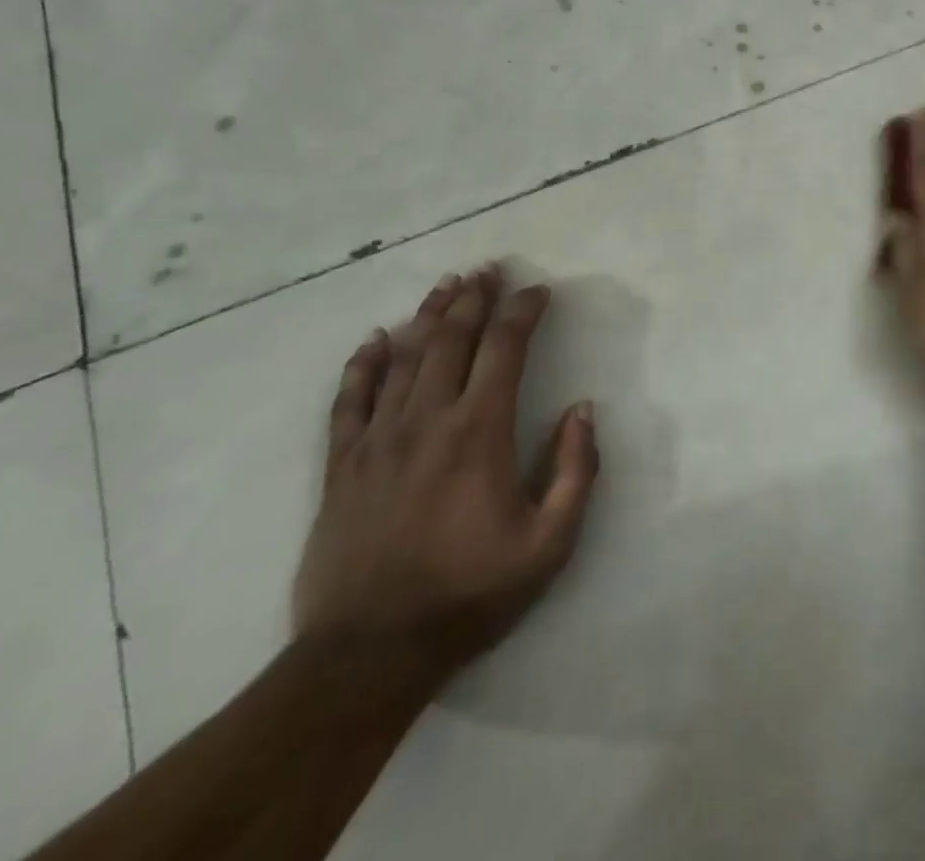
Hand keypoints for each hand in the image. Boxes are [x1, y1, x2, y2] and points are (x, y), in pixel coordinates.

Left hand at [292, 265, 598, 678]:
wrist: (368, 654)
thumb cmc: (470, 593)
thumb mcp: (551, 542)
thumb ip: (576, 469)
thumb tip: (583, 409)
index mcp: (479, 432)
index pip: (505, 348)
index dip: (523, 311)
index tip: (539, 291)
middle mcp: (427, 420)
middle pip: (451, 338)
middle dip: (474, 298)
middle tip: (489, 269)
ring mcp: (378, 440)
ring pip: (404, 357)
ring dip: (428, 315)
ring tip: (446, 285)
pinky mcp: (342, 466)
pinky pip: (350, 400)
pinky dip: (363, 363)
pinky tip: (376, 339)